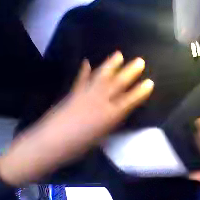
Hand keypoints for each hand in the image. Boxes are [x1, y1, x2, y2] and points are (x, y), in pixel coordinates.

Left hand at [0, 52, 153, 185]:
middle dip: (130, 72)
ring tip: (118, 54)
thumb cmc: (81, 145)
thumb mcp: (105, 135)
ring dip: (111, 65)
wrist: (49, 145)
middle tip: (140, 61)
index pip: (130, 100)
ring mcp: (86, 94)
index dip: (141, 91)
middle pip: (118, 83)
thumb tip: (123, 111)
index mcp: (110, 114)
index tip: (150, 83)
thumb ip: (115, 120)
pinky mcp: (74, 93)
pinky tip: (86, 61)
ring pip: (101, 76)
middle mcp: (100, 101)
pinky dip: (85, 70)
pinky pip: (81, 79)